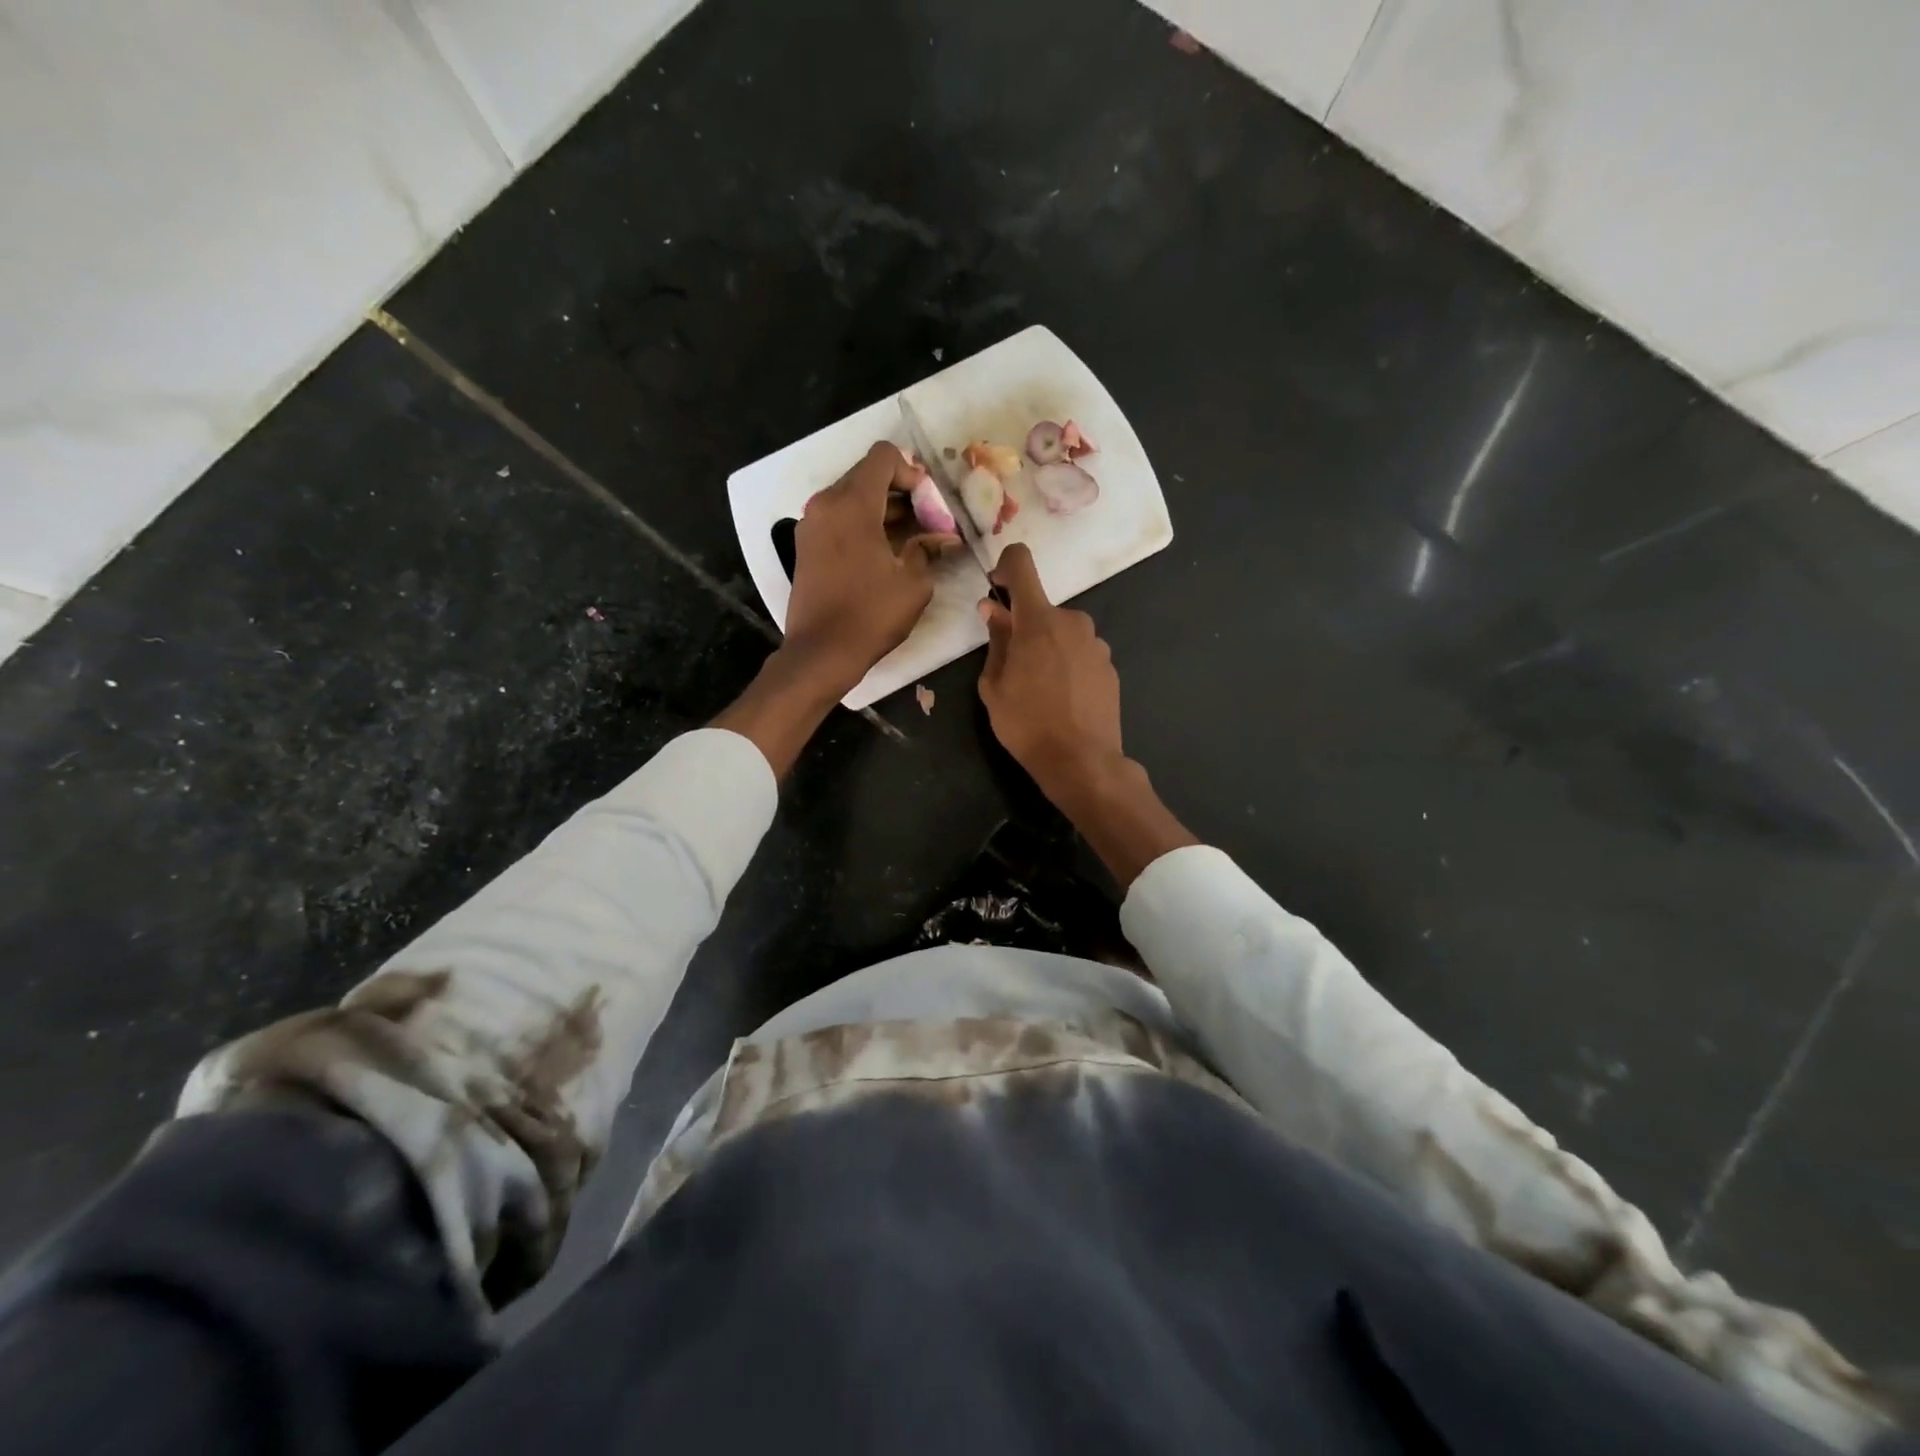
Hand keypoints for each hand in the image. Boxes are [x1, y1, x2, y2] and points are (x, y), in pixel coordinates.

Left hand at [715, 443, 955, 780]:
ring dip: (884, 510)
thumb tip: (943, 538)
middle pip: (867, 475)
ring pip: (853, 497)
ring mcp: (811, 524)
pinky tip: (887, 552)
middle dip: (902, 493)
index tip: (929, 506)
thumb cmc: (870, 615)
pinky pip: (840, 518)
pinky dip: (864, 524)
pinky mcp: (807, 544)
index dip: (913, 474)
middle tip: (928, 523)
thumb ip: (928, 549)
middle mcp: (826, 504)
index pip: (883, 457)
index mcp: (852, 504)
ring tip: (913, 539)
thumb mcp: (913, 583)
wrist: (821, 652)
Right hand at [976, 544, 1124, 799]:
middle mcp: (1072, 622)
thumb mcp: (994, 686)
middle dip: (1024, 628)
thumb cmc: (1026, 724)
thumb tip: (993, 610)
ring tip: (1039, 690)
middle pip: (1042, 610)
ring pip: (1062, 633)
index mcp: (1038, 620)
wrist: (1082, 761)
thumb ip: (996, 641)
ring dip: (1047, 648)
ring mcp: (1096, 644)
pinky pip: (1080, 653)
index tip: (996, 588)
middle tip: (1012, 666)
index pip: (1022, 564)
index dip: (1005, 567)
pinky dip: (1067, 665)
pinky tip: (1062, 699)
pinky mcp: (1110, 666)